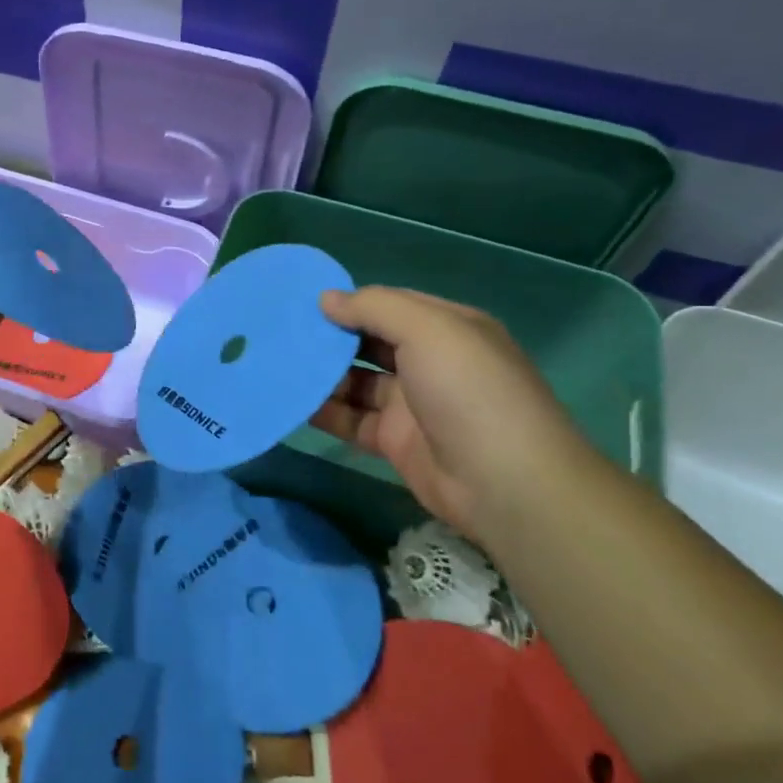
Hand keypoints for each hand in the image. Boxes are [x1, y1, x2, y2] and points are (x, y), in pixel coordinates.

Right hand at [310, 287, 600, 542]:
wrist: (505, 483)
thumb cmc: (468, 390)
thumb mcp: (427, 330)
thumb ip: (374, 308)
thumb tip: (326, 299)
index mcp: (447, 328)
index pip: (391, 305)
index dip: (351, 302)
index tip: (305, 301)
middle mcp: (430, 362)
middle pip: (370, 342)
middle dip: (331, 337)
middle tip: (282, 332)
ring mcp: (412, 404)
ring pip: (357, 382)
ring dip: (322, 374)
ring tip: (277, 364)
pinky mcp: (396, 441)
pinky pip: (353, 419)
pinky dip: (325, 411)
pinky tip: (292, 401)